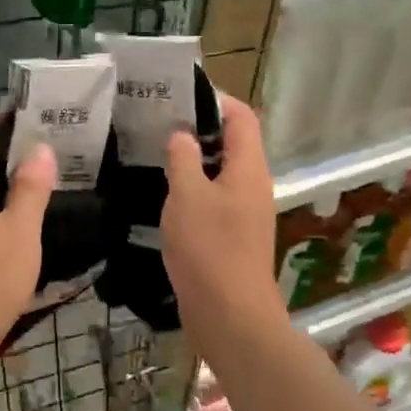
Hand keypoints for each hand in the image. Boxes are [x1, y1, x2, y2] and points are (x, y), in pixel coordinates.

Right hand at [163, 96, 285, 336]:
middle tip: (160, 122)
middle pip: (234, 143)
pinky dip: (194, 190)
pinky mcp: (234, 237)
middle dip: (200, 129)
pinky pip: (215, 199)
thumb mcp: (187, 196)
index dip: (217, 100)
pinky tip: (165, 195)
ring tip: (156, 153)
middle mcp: (253, 185)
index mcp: (249, 168)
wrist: (231, 316)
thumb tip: (183, 135)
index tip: (181, 94)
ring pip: (222, 173)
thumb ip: (183, 159)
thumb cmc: (209, 249)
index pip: (242, 117)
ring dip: (195, 161)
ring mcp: (246, 213)